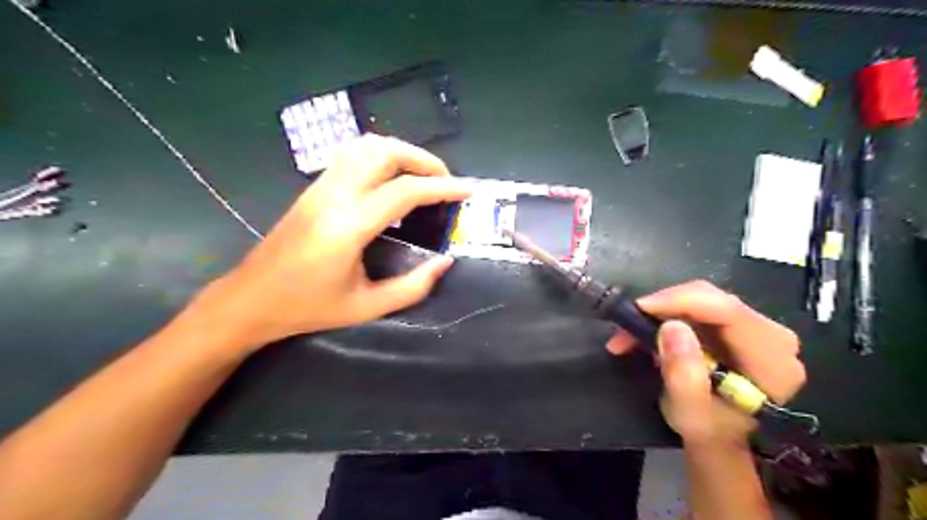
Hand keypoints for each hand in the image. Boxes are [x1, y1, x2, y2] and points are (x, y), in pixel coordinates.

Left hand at [193, 135, 470, 350]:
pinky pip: (351, 155)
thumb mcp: (367, 306)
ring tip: (423, 175)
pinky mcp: (313, 187)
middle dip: (424, 160)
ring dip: (402, 152)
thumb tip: (445, 262)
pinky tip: (392, 176)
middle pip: (385, 153)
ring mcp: (320, 186)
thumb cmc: (308, 307)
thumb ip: (413, 286)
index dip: (443, 187)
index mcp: (348, 225)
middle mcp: (334, 195)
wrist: (250, 299)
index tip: (469, 190)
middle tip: (446, 182)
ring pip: (366, 146)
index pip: (405, 191)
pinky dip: (381, 155)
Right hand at [609, 281, 805, 444]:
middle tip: (626, 325)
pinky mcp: (737, 325)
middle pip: (713, 300)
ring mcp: (756, 328)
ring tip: (628, 334)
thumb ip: (683, 375)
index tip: (639, 308)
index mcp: (771, 360)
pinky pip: (698, 306)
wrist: (720, 437)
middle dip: (664, 307)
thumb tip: (671, 327)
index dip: (680, 301)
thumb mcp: (689, 412)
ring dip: (660, 313)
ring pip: (701, 299)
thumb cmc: (707, 430)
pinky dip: (667, 316)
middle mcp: (772, 336)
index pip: (728, 311)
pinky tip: (646, 332)